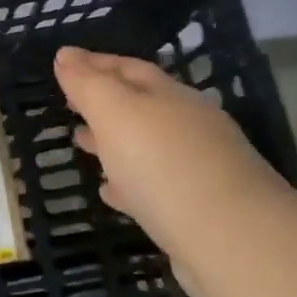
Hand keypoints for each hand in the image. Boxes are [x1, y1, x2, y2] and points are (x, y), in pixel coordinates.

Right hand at [54, 47, 296, 296]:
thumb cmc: (164, 165)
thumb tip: (66, 54)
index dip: (95, 63)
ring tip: (81, 144)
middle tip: (69, 105)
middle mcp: (188, 125)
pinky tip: (111, 193)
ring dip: (113, 142)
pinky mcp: (199, 210)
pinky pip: (154, 186)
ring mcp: (198, 168)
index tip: (63, 63)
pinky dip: (128, 183)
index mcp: (170, 96)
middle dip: (104, 102)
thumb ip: (88, 84)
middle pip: (141, 105)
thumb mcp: (115, 113)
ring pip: (146, 146)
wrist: (232, 242)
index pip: (129, 68)